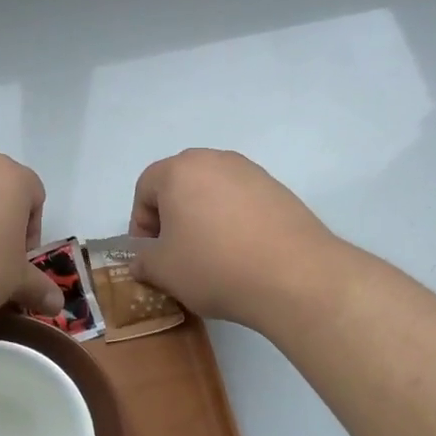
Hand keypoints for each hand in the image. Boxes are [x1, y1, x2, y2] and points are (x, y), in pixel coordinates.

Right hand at [127, 150, 341, 327]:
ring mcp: (251, 172)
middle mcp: (214, 160)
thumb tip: (143, 259)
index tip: (150, 254)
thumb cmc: (215, 266)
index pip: (145, 188)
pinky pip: (242, 201)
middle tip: (176, 252)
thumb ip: (143, 260)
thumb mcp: (163, 270)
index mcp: (179, 170)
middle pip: (180, 184)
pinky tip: (242, 252)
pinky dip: (234, 221)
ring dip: (204, 217)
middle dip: (172, 216)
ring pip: (213, 191)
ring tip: (211, 255)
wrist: (294, 275)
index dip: (141, 222)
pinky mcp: (279, 189)